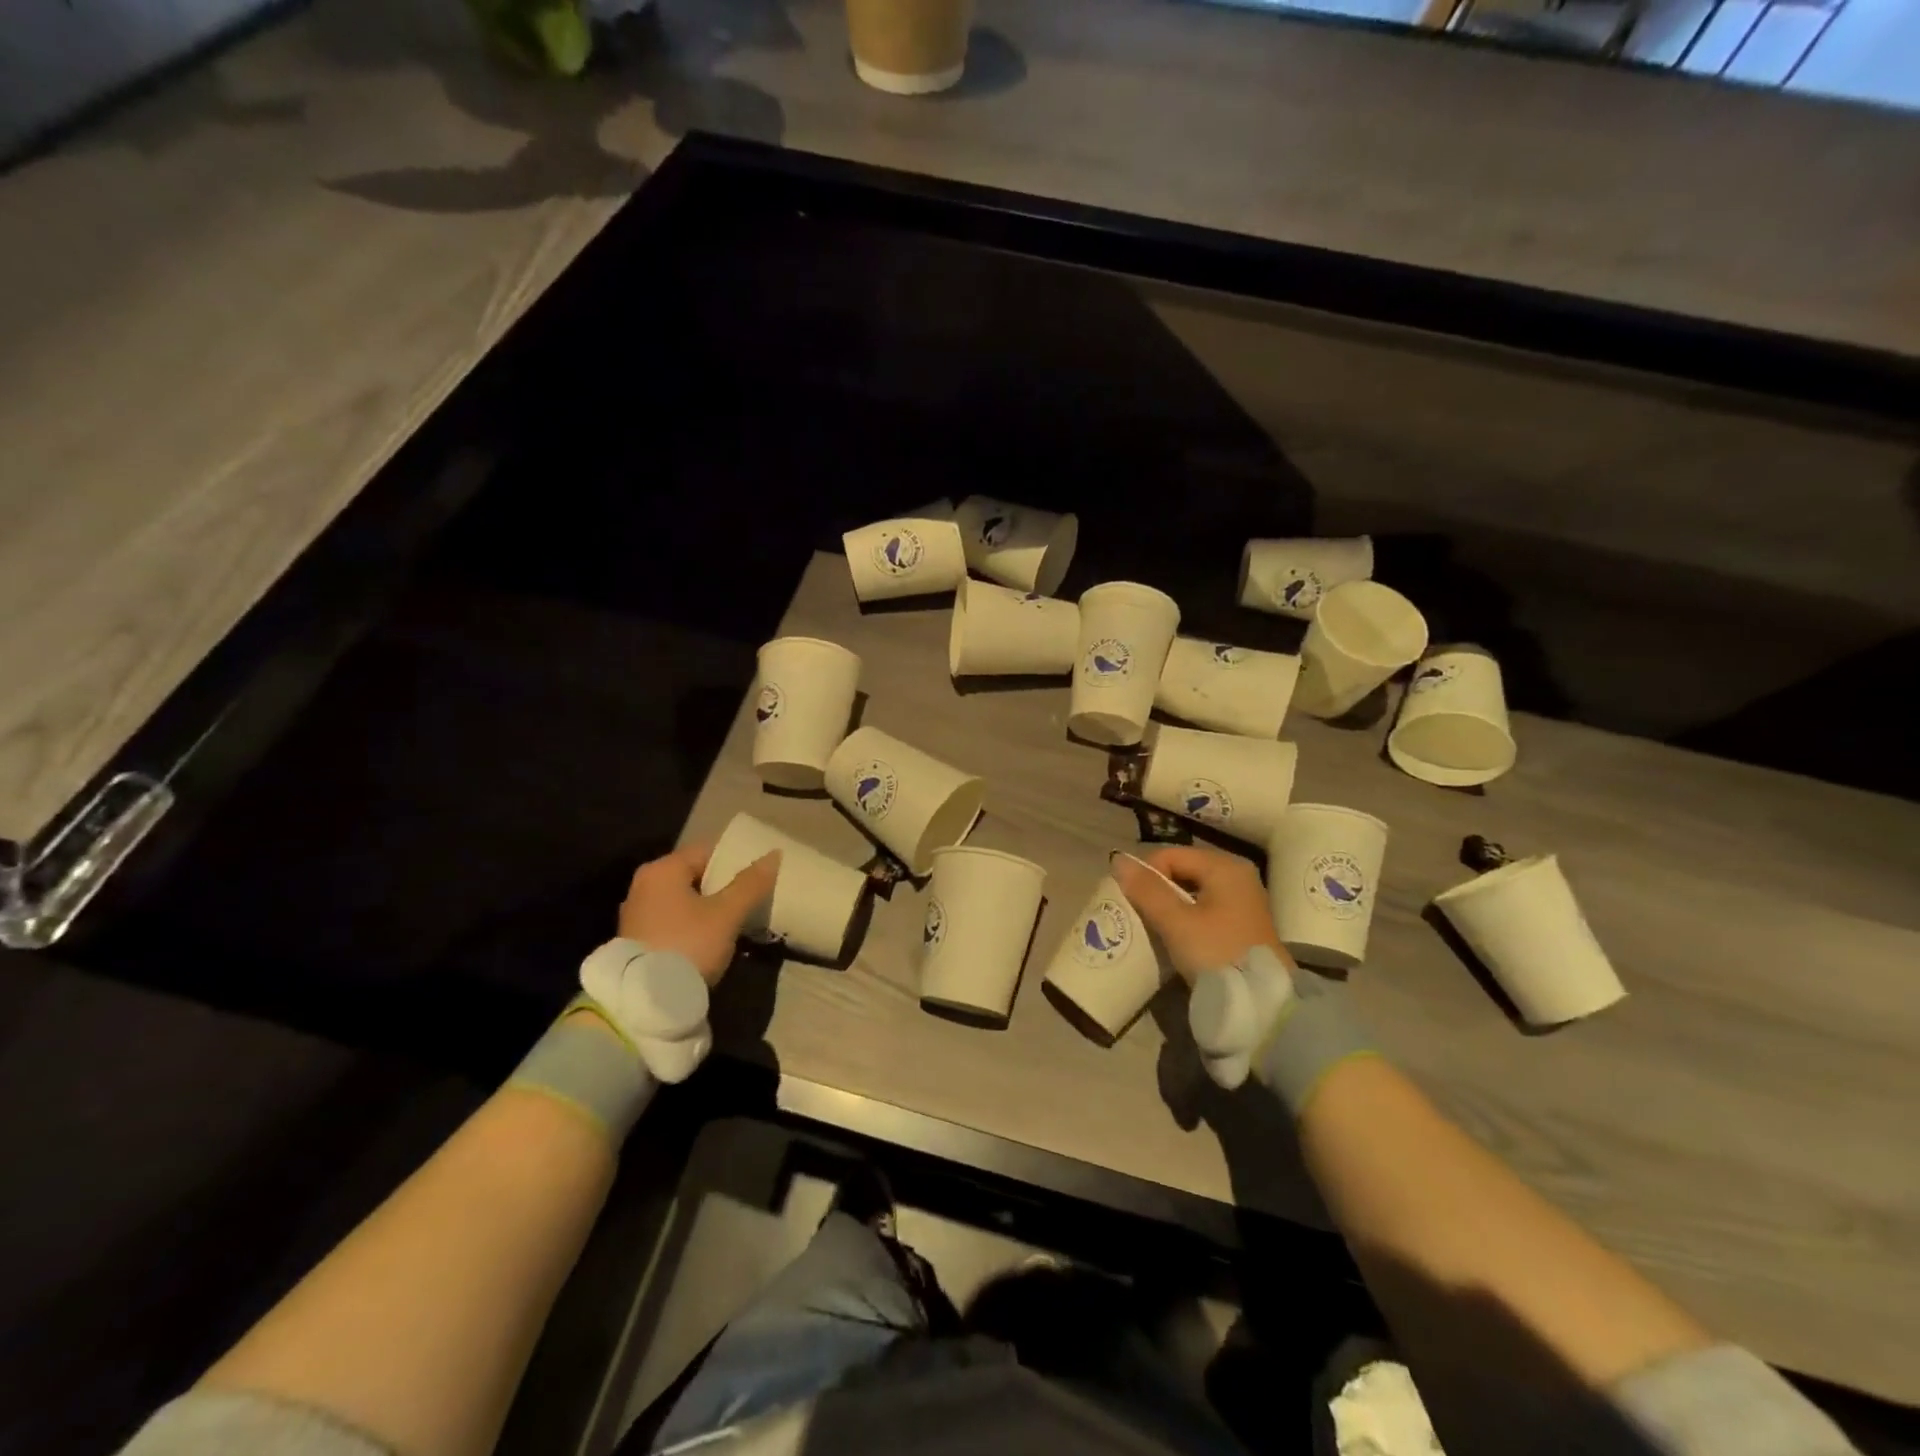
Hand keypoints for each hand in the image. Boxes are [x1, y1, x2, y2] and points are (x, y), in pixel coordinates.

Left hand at [617, 844, 780, 984]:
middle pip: (694, 876)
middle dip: (721, 888)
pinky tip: (708, 943)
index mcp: (662, 869)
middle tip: (748, 902)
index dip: (734, 862)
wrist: (646, 1003)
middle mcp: (643, 885)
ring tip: (733, 924)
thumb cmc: (688, 945)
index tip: (756, 879)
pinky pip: (671, 922)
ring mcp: (635, 915)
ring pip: (682, 901)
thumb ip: (751, 883)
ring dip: (706, 910)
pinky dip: (690, 927)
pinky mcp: (635, 942)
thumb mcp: (727, 914)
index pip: (707, 851)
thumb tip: (774, 854)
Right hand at [1113, 844, 1291, 982]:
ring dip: (1169, 905)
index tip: (1131, 902)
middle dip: (1157, 889)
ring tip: (1153, 926)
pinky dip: (1186, 917)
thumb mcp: (1176, 922)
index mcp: (1224, 867)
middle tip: (1138, 914)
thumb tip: (1118, 859)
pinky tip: (1175, 936)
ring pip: (1192, 891)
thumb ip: (1147, 890)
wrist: (1261, 1005)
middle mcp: (1237, 875)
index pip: (1170, 855)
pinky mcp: (1242, 923)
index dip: (1146, 874)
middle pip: (1182, 870)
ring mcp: (1243, 900)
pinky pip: (1204, 908)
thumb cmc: (1217, 954)